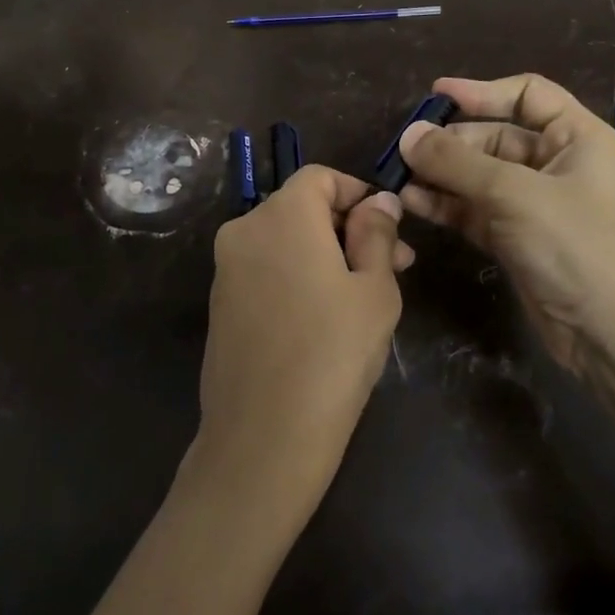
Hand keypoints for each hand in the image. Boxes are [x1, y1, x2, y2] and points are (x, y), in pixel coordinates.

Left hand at [189, 166, 409, 529]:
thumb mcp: (375, 290)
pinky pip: (266, 270)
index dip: (359, 193)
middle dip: (349, 228)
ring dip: (327, 254)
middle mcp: (244, 230)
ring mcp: (226, 269)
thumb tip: (378, 202)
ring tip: (367, 295)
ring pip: (285, 241)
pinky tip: (327, 317)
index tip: (391, 228)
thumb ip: (377, 234)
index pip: (320, 177)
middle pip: (302, 208)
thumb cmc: (333, 354)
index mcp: (281, 215)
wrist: (263, 437)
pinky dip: (298, 276)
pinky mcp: (220, 304)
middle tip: (394, 266)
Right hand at [397, 74, 614, 386]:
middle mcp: (555, 164)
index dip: (481, 91)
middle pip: (495, 136)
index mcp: (576, 138)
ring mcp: (533, 204)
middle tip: (405, 148)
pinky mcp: (514, 238)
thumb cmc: (576, 247)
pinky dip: (444, 205)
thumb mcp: (515, 194)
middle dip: (451, 141)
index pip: (527, 95)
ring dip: (440, 174)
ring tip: (398, 176)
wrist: (610, 334)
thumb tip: (408, 135)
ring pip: (478, 176)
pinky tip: (411, 202)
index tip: (435, 97)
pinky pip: (473, 210)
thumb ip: (457, 163)